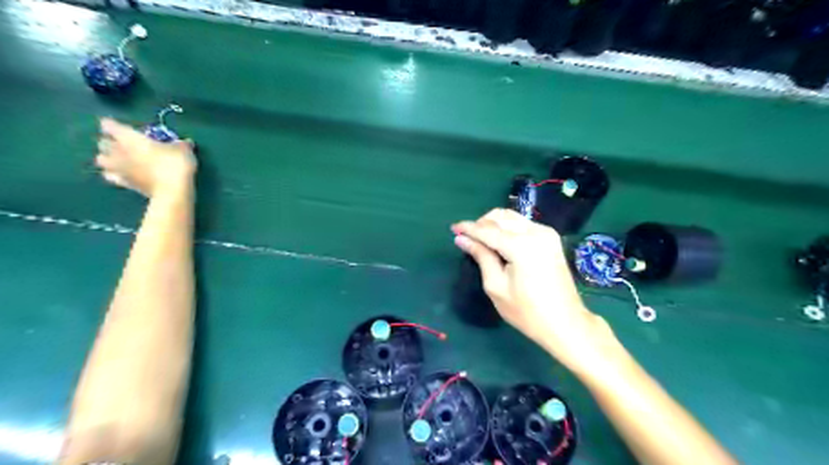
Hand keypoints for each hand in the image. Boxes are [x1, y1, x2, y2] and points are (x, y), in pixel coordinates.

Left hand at [96, 117, 195, 197]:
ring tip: (118, 158)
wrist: (172, 191)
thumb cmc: (175, 164)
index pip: (110, 125)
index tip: (123, 127)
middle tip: (122, 143)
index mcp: (130, 138)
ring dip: (107, 157)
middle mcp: (119, 151)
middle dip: (110, 141)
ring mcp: (119, 168)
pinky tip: (123, 174)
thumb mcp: (183, 150)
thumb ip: (181, 144)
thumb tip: (185, 142)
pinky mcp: (124, 184)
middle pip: (102, 142)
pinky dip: (114, 174)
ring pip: (101, 159)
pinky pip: (110, 176)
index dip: (114, 125)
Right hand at [453, 208, 620, 375]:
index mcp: (522, 246)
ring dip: (493, 223)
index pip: (488, 230)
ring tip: (481, 239)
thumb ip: (481, 256)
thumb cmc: (527, 312)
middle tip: (467, 237)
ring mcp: (546, 233)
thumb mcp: (496, 286)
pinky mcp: (551, 237)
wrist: (565, 322)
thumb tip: (462, 239)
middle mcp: (535, 232)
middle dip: (481, 223)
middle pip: (500, 217)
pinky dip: (507, 227)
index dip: (468, 228)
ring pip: (512, 216)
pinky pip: (522, 223)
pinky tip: (500, 241)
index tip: (453, 229)